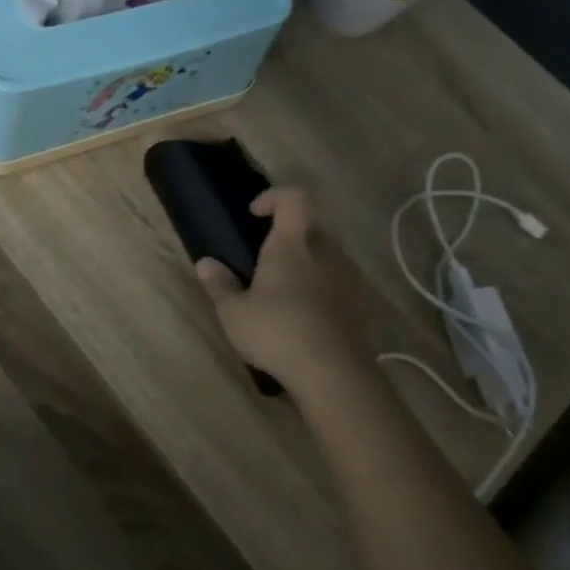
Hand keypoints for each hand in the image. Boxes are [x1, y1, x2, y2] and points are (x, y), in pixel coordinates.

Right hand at [195, 186, 363, 392]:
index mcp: (292, 245)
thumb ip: (219, 285)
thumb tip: (205, 262)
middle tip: (267, 265)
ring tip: (287, 297)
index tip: (256, 214)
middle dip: (289, 240)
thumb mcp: (234, 313)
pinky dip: (325, 293)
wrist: (334, 373)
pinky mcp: (363, 305)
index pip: (294, 198)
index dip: (275, 196)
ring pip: (327, 258)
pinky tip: (309, 321)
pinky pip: (341, 286)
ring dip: (308, 268)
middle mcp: (325, 252)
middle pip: (310, 230)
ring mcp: (350, 278)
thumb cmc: (276, 332)